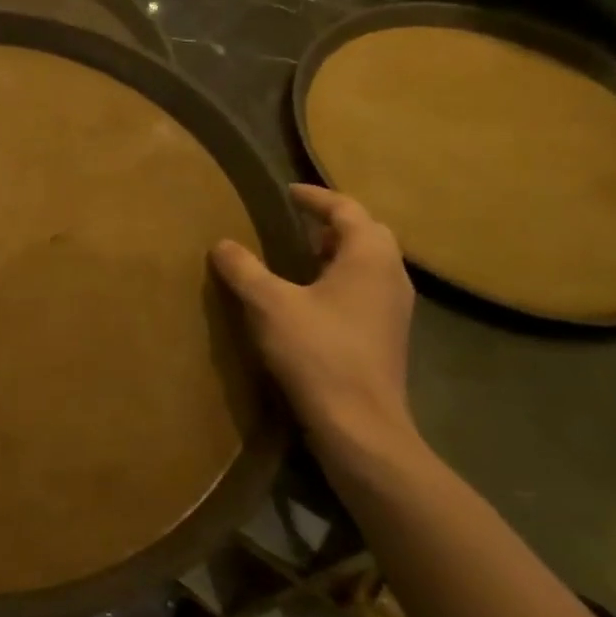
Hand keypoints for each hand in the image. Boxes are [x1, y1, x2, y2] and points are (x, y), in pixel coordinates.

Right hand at [211, 185, 417, 459]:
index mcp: (369, 257)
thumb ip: (244, 269)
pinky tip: (310, 300)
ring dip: (336, 254)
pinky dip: (339, 281)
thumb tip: (222, 244)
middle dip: (332, 224)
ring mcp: (393, 309)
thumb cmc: (317, 352)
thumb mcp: (269, 304)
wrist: (359, 424)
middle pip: (366, 234)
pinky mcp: (386, 336)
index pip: (347, 210)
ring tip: (299, 258)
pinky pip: (364, 291)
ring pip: (367, 265)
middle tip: (295, 224)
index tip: (288, 192)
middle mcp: (391, 276)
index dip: (316, 197)